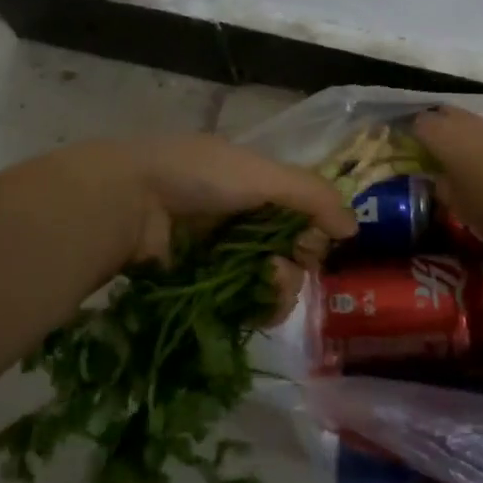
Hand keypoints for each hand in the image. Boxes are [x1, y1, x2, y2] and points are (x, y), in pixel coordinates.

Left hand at [63, 135, 356, 314]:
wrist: (129, 203)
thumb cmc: (199, 178)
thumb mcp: (262, 174)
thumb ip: (313, 197)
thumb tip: (353, 228)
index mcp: (254, 185)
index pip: (302, 214)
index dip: (314, 230)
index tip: (316, 240)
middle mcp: (241, 219)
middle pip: (290, 251)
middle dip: (299, 261)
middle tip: (286, 265)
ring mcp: (220, 255)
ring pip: (270, 281)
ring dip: (282, 286)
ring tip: (269, 281)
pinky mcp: (202, 288)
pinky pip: (243, 305)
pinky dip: (258, 307)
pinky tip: (258, 306)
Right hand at [412, 106, 482, 257]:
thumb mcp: (463, 208)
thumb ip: (445, 190)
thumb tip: (440, 180)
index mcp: (444, 136)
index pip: (417, 123)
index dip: (408, 134)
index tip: (403, 151)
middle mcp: (470, 123)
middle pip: (446, 117)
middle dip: (437, 131)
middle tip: (431, 156)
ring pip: (474, 126)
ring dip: (466, 142)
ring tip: (463, 169)